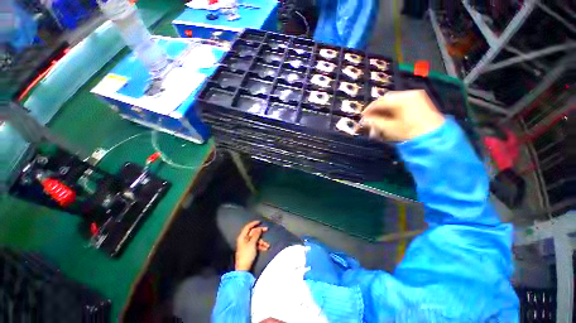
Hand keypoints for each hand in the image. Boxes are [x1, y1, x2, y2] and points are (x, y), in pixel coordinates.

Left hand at [235, 220, 269, 270]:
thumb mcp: (252, 243)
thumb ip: (256, 235)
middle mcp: (244, 239)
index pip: (248, 227)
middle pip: (253, 233)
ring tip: (267, 245)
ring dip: (262, 241)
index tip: (260, 221)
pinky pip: (256, 244)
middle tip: (267, 230)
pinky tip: (265, 248)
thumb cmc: (247, 254)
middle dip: (260, 232)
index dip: (254, 223)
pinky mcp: (249, 250)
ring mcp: (247, 245)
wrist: (243, 269)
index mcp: (242, 237)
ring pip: (256, 239)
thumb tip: (259, 228)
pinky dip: (261, 245)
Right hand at [360, 90, 444, 140]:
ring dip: (384, 109)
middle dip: (377, 109)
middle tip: (370, 118)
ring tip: (378, 119)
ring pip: (394, 100)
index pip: (380, 101)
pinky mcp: (421, 102)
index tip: (362, 117)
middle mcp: (410, 94)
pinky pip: (402, 102)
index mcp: (402, 98)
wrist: (435, 138)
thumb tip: (365, 119)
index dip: (369, 109)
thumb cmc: (410, 133)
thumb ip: (375, 122)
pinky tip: (389, 117)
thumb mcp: (389, 128)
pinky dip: (393, 109)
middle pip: (387, 99)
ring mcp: (417, 97)